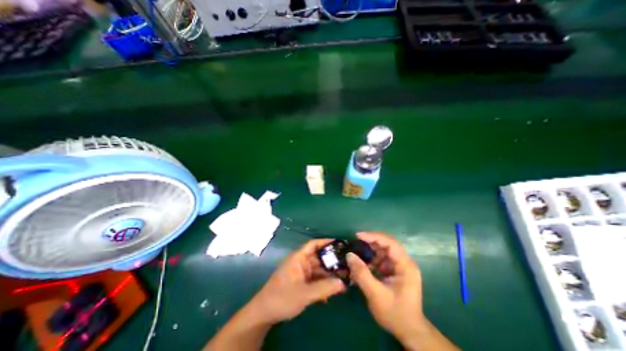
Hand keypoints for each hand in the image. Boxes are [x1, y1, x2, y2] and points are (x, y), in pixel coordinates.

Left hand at [249, 240, 347, 323]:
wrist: (264, 314)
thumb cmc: (282, 298)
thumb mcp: (304, 293)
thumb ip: (324, 288)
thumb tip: (343, 283)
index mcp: (298, 258)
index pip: (313, 244)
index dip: (326, 242)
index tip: (340, 244)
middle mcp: (301, 262)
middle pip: (319, 258)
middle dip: (332, 262)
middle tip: (348, 266)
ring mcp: (301, 273)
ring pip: (319, 270)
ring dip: (329, 276)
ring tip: (344, 281)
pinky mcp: (302, 282)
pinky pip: (315, 280)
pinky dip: (323, 284)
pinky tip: (332, 293)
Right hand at [344, 234, 428, 341]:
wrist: (409, 332)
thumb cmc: (395, 314)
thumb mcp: (376, 294)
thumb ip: (362, 274)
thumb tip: (349, 255)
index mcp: (405, 266)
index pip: (390, 243)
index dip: (374, 237)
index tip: (358, 235)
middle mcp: (404, 262)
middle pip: (386, 245)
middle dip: (370, 243)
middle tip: (354, 243)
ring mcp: (399, 266)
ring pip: (382, 251)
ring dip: (369, 251)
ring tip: (356, 253)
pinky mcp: (394, 271)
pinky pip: (381, 259)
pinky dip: (370, 260)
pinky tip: (362, 264)